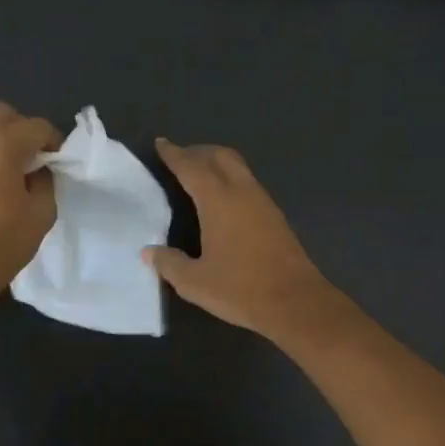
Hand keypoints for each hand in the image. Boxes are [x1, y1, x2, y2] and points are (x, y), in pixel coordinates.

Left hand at [0, 102, 61, 297]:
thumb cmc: (3, 241)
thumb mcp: (42, 212)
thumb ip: (46, 181)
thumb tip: (39, 169)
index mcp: (0, 143)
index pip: (36, 126)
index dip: (54, 141)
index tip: (60, 162)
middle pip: (3, 114)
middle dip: (23, 129)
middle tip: (36, 158)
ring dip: (2, 139)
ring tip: (15, 170)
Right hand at [144, 138, 340, 340]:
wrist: (295, 302)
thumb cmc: (240, 289)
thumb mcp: (195, 282)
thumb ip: (169, 263)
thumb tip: (149, 252)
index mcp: (218, 200)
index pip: (191, 167)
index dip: (174, 154)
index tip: (161, 144)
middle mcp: (242, 191)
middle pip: (219, 156)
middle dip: (197, 152)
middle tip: (179, 157)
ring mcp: (262, 201)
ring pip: (237, 166)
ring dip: (216, 162)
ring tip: (198, 174)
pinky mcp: (275, 215)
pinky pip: (248, 182)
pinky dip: (230, 178)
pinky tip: (223, 199)